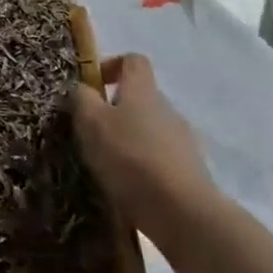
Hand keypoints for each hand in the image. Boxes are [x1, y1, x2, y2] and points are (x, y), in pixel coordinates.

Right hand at [73, 54, 210, 234]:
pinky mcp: (189, 172)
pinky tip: (127, 189)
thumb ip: (82, 100)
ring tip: (106, 167)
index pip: (133, 60)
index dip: (111, 66)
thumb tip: (82, 88)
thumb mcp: (91, 123)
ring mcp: (183, 141)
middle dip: (114, 111)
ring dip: (128, 141)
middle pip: (140, 98)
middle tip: (90, 134)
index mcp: (143, 90)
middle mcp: (167, 109)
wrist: (182, 212)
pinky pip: (159, 160)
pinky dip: (142, 168)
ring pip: (149, 131)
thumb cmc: (130, 157)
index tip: (91, 87)